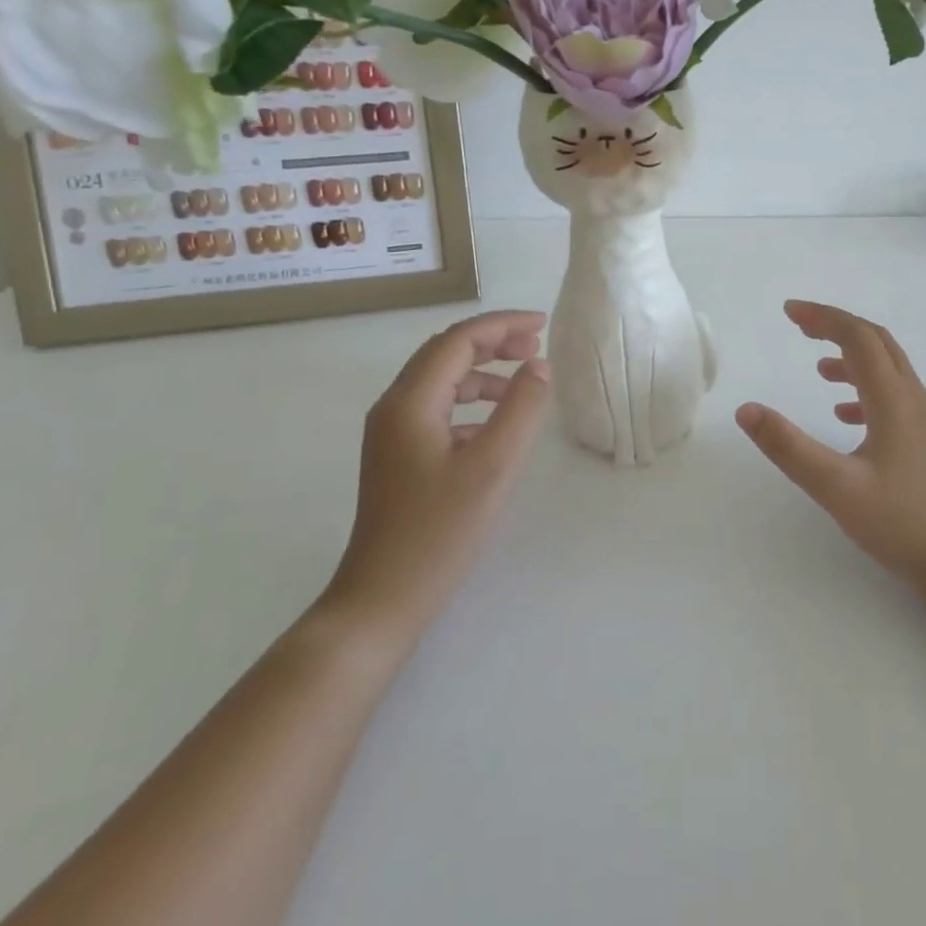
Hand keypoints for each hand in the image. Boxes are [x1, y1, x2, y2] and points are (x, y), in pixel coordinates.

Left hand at [321, 310, 550, 642]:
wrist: (382, 599)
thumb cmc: (439, 532)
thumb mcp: (493, 466)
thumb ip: (521, 409)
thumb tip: (538, 366)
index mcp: (410, 402)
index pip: (457, 340)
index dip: (502, 326)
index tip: (543, 326)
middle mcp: (393, 408)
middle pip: (444, 354)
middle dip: (492, 342)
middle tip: (535, 346)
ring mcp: (392, 434)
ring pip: (440, 382)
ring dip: (482, 372)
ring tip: (522, 381)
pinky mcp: (398, 457)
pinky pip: (437, 410)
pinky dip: (470, 403)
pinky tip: (496, 425)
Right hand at [736, 300, 925, 616]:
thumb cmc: (903, 524)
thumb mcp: (836, 488)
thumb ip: (789, 447)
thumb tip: (746, 410)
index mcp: (894, 400)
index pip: (857, 338)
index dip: (823, 317)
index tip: (789, 312)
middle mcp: (914, 400)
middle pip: (877, 343)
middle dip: (838, 327)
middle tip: (801, 326)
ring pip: (889, 370)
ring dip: (853, 358)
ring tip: (818, 369)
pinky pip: (896, 398)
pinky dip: (866, 391)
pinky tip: (846, 416)